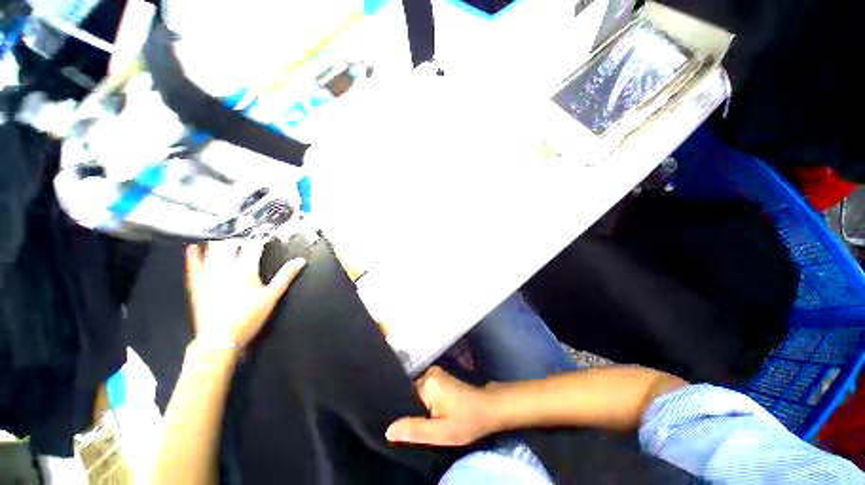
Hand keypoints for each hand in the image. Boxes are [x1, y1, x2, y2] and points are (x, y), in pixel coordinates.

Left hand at [185, 240, 305, 348]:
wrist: (220, 339)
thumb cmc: (249, 317)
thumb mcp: (273, 296)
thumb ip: (286, 276)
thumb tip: (301, 260)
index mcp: (246, 270)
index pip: (253, 248)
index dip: (259, 239)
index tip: (264, 235)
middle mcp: (225, 268)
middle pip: (230, 246)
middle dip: (238, 238)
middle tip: (244, 234)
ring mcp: (209, 275)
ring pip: (213, 252)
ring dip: (219, 242)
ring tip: (224, 235)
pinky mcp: (197, 284)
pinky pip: (194, 265)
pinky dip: (194, 255)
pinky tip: (194, 247)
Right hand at [386, 366, 499, 445]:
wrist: (489, 408)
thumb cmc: (466, 420)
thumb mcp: (440, 432)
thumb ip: (414, 429)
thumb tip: (388, 430)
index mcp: (426, 382)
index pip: (404, 398)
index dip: (403, 414)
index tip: (405, 427)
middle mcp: (428, 372)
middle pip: (411, 395)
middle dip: (412, 411)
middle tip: (417, 426)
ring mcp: (435, 372)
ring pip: (418, 394)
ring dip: (420, 408)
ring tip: (424, 421)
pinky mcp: (441, 377)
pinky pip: (426, 390)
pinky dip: (426, 403)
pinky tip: (431, 413)